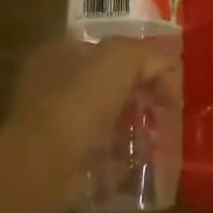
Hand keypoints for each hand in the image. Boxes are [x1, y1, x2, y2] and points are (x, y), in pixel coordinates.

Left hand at [2, 36, 180, 201]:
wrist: (43, 165)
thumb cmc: (78, 102)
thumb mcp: (119, 60)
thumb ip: (148, 54)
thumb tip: (169, 66)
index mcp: (60, 53)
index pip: (109, 47)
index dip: (142, 57)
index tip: (169, 76)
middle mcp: (53, 85)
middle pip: (110, 83)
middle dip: (141, 93)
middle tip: (168, 108)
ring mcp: (56, 124)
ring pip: (108, 118)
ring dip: (134, 126)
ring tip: (160, 136)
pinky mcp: (63, 158)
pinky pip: (102, 152)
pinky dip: (122, 156)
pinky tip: (142, 160)